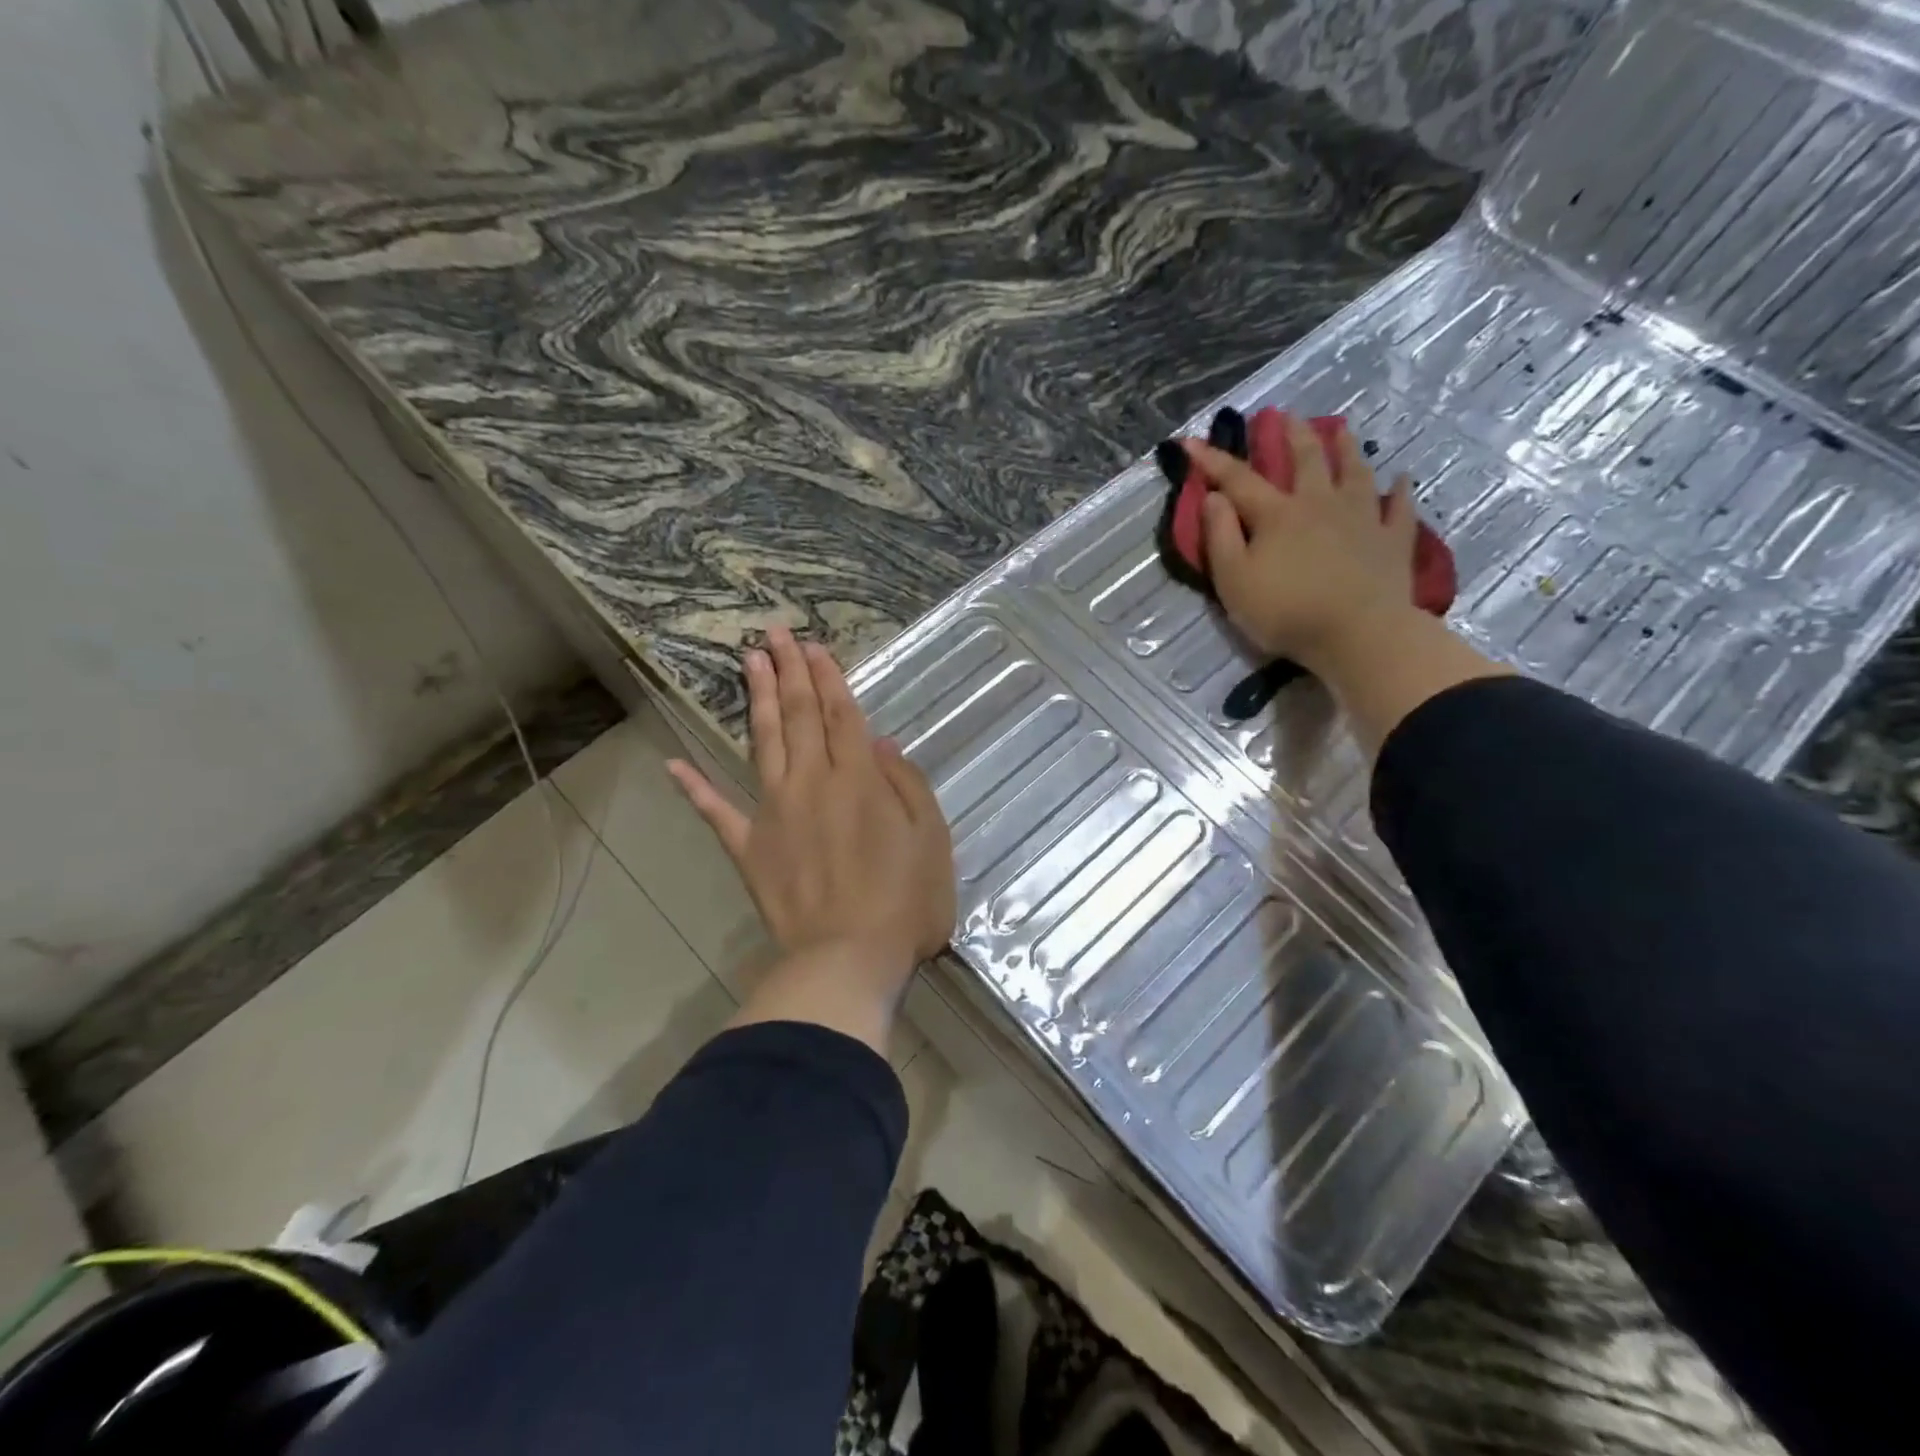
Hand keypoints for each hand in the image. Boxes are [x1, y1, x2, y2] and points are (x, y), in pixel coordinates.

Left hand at [668, 627, 955, 1001]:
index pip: (841, 714)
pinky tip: (674, 765)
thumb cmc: (904, 901)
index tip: (813, 645)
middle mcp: (812, 782)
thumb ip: (905, 785)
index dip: (828, 677)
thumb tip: (880, 744)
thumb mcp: (931, 839)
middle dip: (788, 670)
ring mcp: (774, 813)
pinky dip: (695, 789)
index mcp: (858, 778)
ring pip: (763, 743)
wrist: (848, 959)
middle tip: (773, 633)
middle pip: (799, 715)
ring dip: (756, 700)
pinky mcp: (750, 848)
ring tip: (747, 662)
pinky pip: (717, 813)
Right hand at [1186, 413, 1419, 675]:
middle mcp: (1320, 504)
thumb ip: (1219, 537)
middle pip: (1306, 459)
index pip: (1238, 479)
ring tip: (1341, 429)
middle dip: (1292, 435)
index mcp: (1277, 515)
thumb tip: (1214, 497)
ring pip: (1354, 471)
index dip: (1212, 459)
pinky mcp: (1392, 540)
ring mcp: (1362, 518)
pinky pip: (1398, 508)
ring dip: (1346, 448)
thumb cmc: (1286, 611)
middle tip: (1286, 415)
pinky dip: (1399, 491)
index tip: (1190, 440)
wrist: (1358, 634)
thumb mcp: (1234, 581)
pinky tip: (1401, 479)